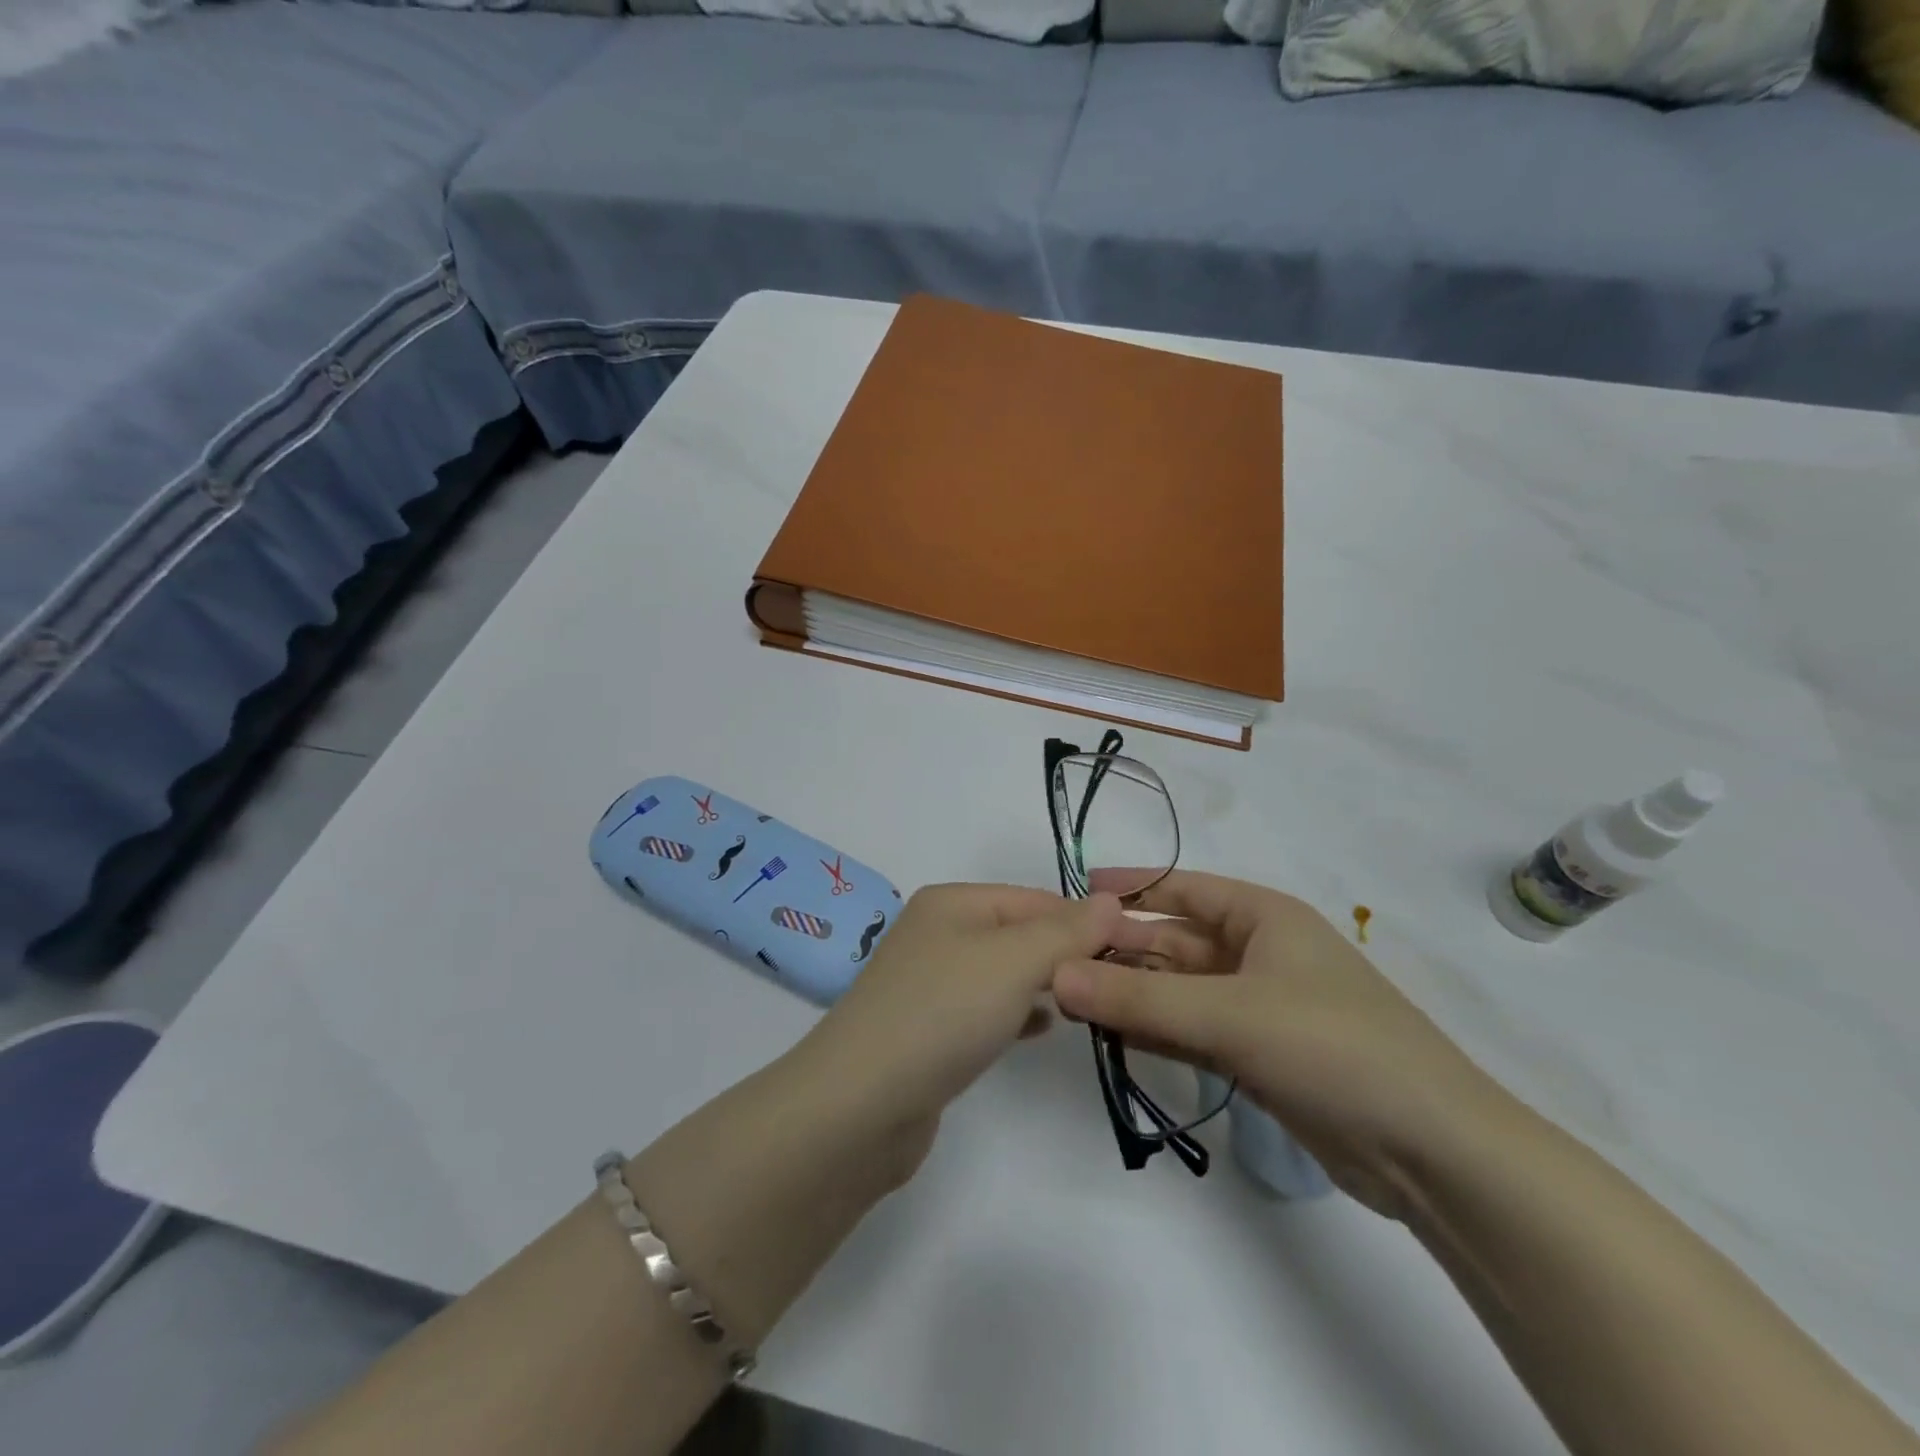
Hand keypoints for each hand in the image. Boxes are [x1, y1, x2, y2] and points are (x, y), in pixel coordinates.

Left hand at [792, 883, 1154, 1167]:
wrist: (860, 1106)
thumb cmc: (942, 1014)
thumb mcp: (1013, 961)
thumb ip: (1066, 931)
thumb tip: (1111, 900)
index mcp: (952, 903)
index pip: (1034, 898)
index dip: (1084, 919)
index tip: (1134, 949)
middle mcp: (938, 934)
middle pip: (1019, 933)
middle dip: (1066, 952)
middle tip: (1118, 980)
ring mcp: (930, 984)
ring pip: (1004, 973)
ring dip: (1046, 983)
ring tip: (1090, 1002)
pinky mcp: (930, 1030)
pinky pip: (987, 1010)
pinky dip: (1018, 1013)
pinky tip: (1045, 1028)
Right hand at [1050, 871, 1510, 1219]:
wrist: (1432, 1152)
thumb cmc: (1332, 1047)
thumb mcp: (1231, 1014)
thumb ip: (1139, 999)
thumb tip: (1055, 975)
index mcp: (1263, 917)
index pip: (1182, 888)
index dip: (1130, 887)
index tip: (1075, 893)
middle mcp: (1258, 953)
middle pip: (1173, 941)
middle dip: (1119, 949)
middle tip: (1055, 961)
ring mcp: (1257, 1007)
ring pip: (1177, 989)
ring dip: (1130, 993)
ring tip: (1066, 1000)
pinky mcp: (1257, 1056)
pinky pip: (1190, 1030)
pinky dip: (1153, 1031)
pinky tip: (1109, 1035)